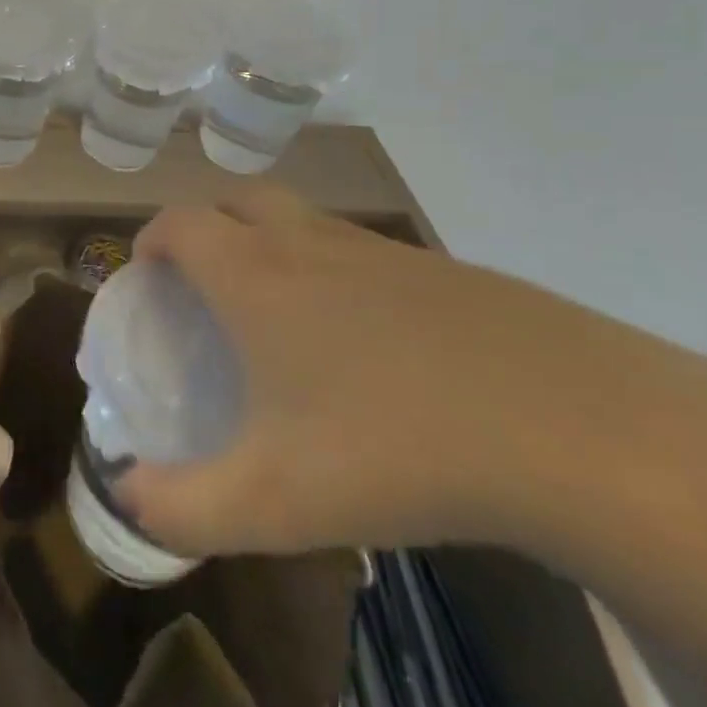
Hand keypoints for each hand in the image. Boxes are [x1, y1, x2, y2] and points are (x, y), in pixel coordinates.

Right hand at [117, 187, 668, 557]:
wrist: (581, 430)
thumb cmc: (396, 448)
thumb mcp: (274, 501)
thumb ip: (183, 508)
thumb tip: (125, 497)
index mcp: (255, 275)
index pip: (178, 223)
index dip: (150, 240)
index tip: (146, 277)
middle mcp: (308, 243)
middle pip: (237, 199)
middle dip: (206, 227)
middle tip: (205, 283)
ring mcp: (381, 250)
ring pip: (302, 220)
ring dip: (271, 244)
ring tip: (280, 315)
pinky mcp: (442, 270)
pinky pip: (362, 251)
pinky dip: (336, 271)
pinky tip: (369, 345)